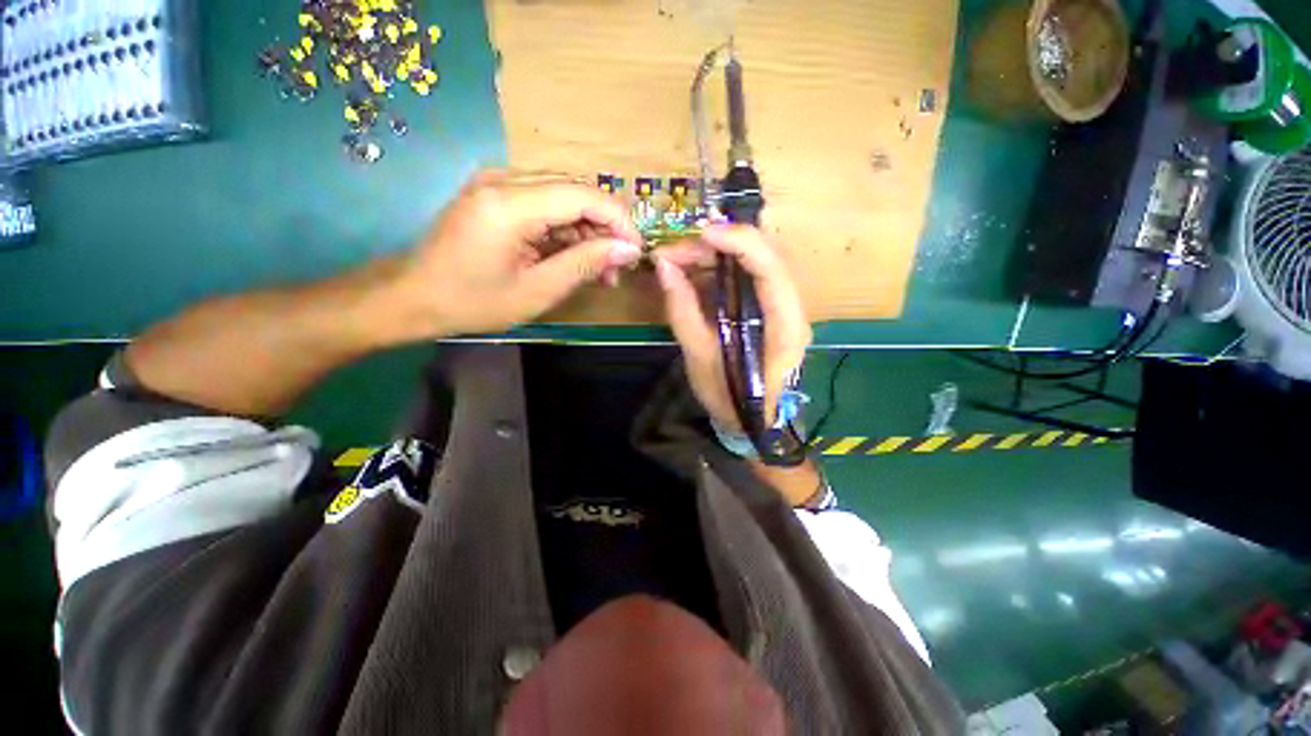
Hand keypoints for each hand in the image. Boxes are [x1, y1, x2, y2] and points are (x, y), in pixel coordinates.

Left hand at [392, 170, 643, 337]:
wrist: (414, 297)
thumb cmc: (474, 302)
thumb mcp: (538, 291)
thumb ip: (585, 264)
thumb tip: (628, 249)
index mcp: (510, 204)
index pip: (583, 195)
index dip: (618, 220)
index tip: (635, 251)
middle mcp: (503, 180)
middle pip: (575, 192)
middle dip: (604, 229)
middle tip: (617, 268)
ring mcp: (497, 184)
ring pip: (563, 198)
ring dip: (587, 233)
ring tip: (600, 271)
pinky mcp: (496, 195)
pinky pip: (544, 205)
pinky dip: (565, 232)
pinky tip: (574, 258)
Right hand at [654, 225, 811, 432]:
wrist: (753, 421)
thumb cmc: (729, 398)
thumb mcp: (699, 359)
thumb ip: (682, 311)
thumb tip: (664, 267)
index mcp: (785, 328)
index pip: (772, 268)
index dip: (739, 242)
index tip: (700, 233)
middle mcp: (793, 310)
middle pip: (767, 255)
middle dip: (722, 244)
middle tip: (678, 249)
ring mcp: (785, 307)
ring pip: (758, 260)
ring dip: (719, 253)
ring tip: (680, 258)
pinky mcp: (772, 308)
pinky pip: (750, 275)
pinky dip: (721, 267)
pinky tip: (695, 271)